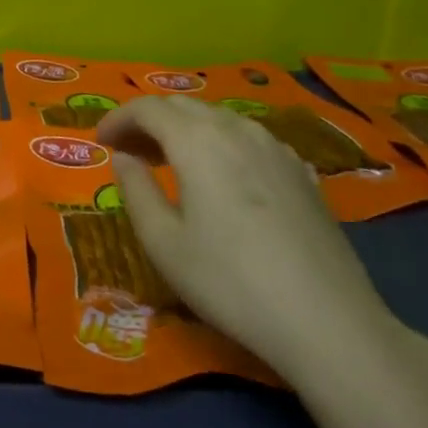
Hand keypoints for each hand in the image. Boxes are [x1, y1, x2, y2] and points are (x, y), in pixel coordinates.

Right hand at [97, 95, 401, 382]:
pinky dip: (221, 145)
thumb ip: (136, 191)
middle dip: (150, 121)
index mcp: (197, 141)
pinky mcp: (302, 172)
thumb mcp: (163, 243)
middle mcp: (236, 130)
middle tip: (129, 151)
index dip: (118, 119)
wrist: (327, 320)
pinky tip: (222, 178)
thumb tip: (124, 158)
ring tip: (170, 162)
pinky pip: (250, 140)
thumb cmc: (229, 281)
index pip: (148, 108)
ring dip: (186, 131)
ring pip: (219, 120)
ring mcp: (276, 148)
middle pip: (184, 107)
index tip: (101, 141)